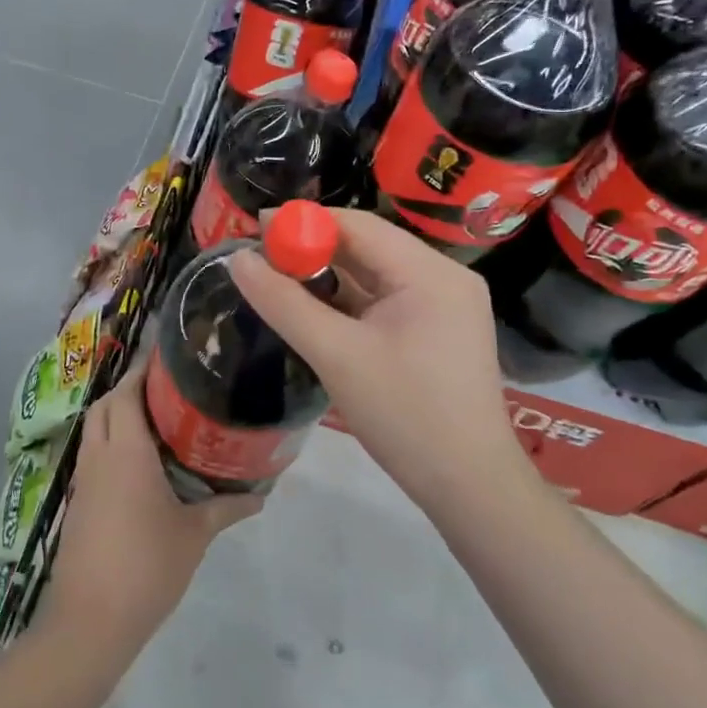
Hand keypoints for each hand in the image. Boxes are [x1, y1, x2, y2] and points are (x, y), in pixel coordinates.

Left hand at [40, 364, 261, 653]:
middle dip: (130, 389)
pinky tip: (140, 462)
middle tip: (168, 390)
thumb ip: (226, 508)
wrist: (90, 620)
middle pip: (106, 404)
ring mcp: (84, 480)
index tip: (169, 360)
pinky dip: (111, 442)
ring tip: (158, 420)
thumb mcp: (195, 535)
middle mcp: (99, 456)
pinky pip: (93, 454)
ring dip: (118, 415)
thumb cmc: (147, 566)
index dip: (143, 371)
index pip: (127, 393)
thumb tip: (261, 496)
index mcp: (126, 451)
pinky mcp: (79, 502)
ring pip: (95, 428)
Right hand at [227, 209, 532, 512]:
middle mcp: (444, 278)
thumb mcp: (336, 356)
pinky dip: (350, 303)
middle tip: (261, 257)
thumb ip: (284, 304)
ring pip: (376, 276)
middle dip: (314, 249)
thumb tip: (238, 259)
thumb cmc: (404, 414)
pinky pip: (386, 302)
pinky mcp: (438, 332)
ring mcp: (445, 307)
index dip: (305, 222)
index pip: (359, 225)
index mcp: (430, 273)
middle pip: (369, 247)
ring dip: (329, 277)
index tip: (255, 227)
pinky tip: (315, 310)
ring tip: (279, 280)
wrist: (467, 485)